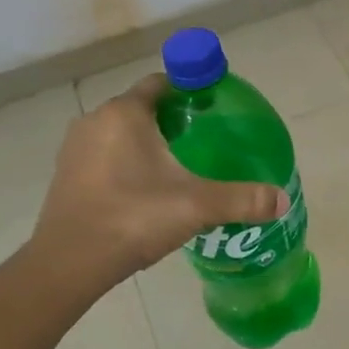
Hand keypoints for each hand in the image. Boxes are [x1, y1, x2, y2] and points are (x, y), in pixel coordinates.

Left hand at [25, 75, 287, 299]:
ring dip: (148, 142)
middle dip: (173, 119)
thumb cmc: (133, 218)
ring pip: (122, 133)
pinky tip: (147, 190)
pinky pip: (105, 155)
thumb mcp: (197, 205)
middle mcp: (96, 121)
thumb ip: (243, 198)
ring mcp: (75, 149)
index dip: (190, 89)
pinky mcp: (66, 176)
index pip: (162, 83)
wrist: (68, 265)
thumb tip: (282, 200)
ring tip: (180, 166)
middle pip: (142, 107)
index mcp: (125, 113)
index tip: (215, 107)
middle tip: (205, 140)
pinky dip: (127, 162)